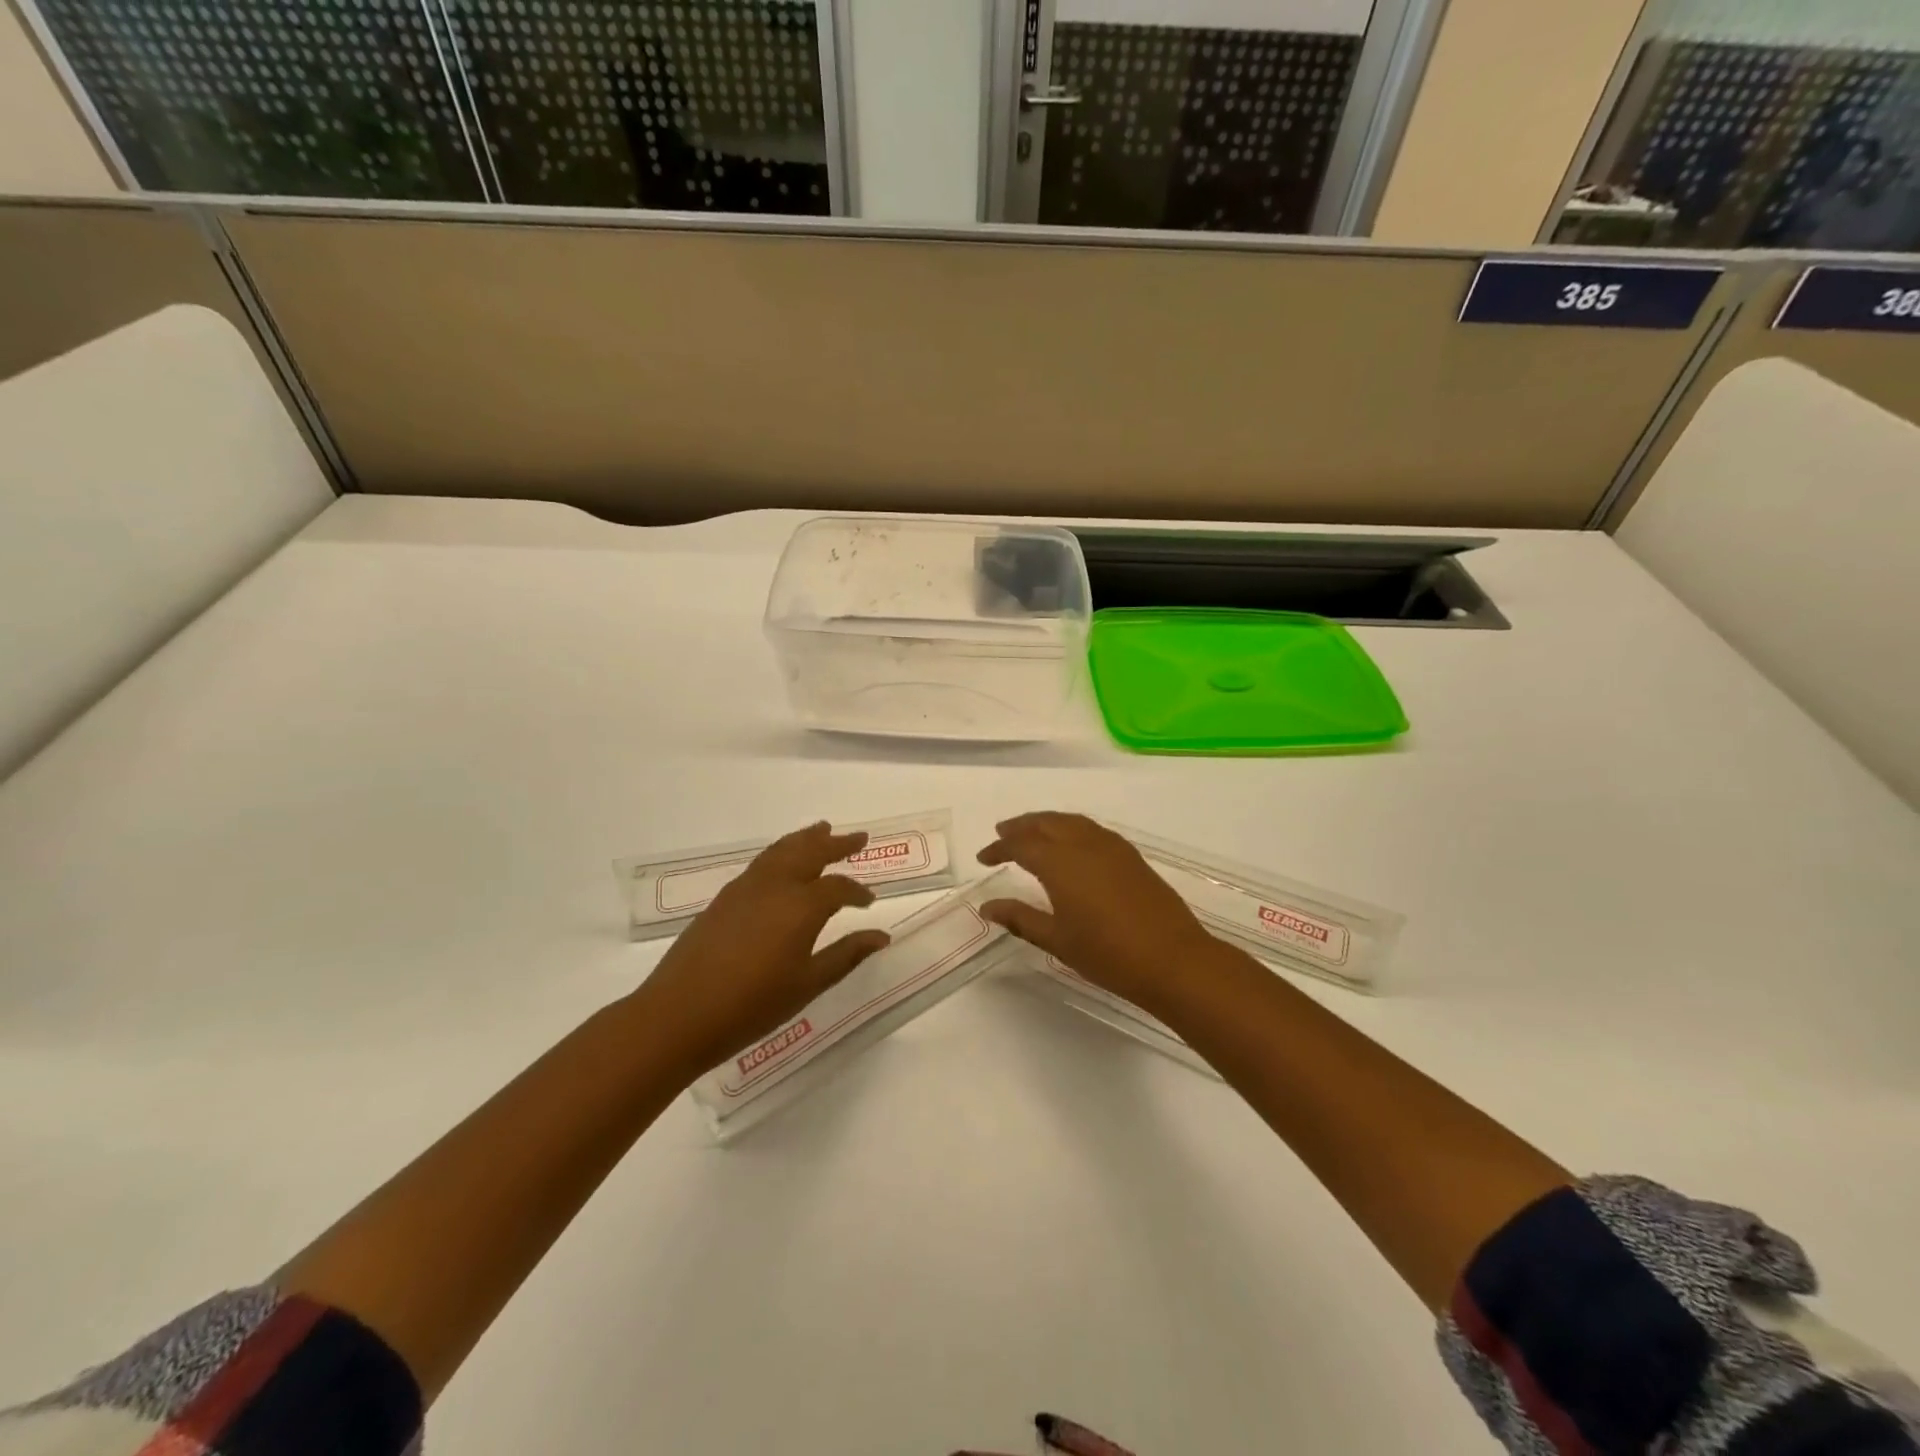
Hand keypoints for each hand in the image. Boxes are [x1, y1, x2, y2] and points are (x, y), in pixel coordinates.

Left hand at [635, 822, 891, 1077]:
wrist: (678, 1014)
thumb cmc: (751, 1005)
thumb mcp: (807, 984)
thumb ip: (846, 955)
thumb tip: (880, 936)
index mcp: (801, 906)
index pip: (838, 888)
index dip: (858, 892)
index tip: (870, 901)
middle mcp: (775, 886)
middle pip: (810, 852)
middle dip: (836, 844)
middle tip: (857, 837)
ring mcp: (745, 888)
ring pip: (782, 850)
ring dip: (805, 840)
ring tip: (821, 830)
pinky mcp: (724, 899)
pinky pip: (762, 862)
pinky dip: (781, 852)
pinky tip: (782, 863)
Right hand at [977, 813, 1224, 1013]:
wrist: (1173, 959)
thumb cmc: (1108, 954)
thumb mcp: (1057, 940)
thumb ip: (1021, 918)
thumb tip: (988, 907)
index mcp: (1060, 863)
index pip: (1021, 844)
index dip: (999, 848)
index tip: (983, 858)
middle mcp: (1084, 844)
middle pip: (1046, 823)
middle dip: (1021, 826)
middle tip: (1002, 833)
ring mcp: (1111, 847)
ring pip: (1071, 821)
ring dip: (1046, 823)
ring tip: (1032, 833)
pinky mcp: (1130, 856)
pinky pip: (1091, 829)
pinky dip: (1071, 828)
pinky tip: (1071, 844)